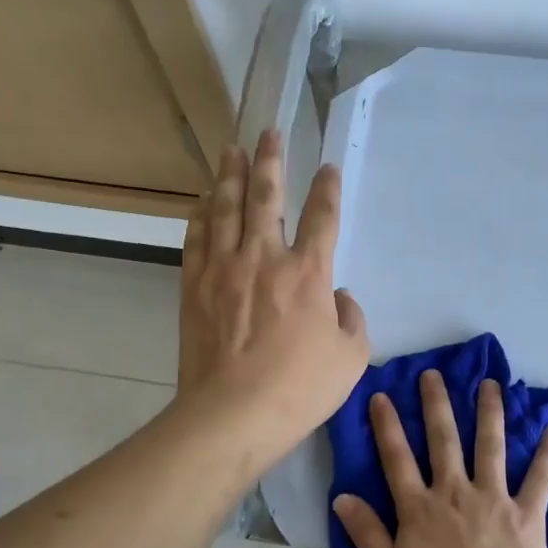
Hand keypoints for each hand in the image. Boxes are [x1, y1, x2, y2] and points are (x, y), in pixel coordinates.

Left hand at [177, 129, 368, 468]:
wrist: (231, 414)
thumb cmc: (299, 389)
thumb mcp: (351, 358)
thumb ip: (352, 319)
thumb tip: (339, 297)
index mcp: (307, 272)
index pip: (323, 217)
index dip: (328, 188)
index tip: (328, 167)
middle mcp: (264, 257)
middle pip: (267, 197)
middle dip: (271, 161)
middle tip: (270, 133)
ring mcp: (224, 268)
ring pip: (227, 208)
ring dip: (231, 174)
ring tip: (233, 149)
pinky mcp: (195, 285)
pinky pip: (197, 237)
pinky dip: (202, 213)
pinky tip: (205, 199)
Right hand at [333, 370, 547, 547]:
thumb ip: (366, 533)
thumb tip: (342, 496)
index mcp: (419, 508)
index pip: (396, 458)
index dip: (387, 425)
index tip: (381, 394)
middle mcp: (455, 492)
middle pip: (443, 440)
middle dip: (436, 404)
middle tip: (433, 374)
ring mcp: (494, 499)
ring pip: (490, 446)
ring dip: (489, 412)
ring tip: (490, 384)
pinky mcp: (528, 514)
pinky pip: (540, 478)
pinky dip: (547, 453)